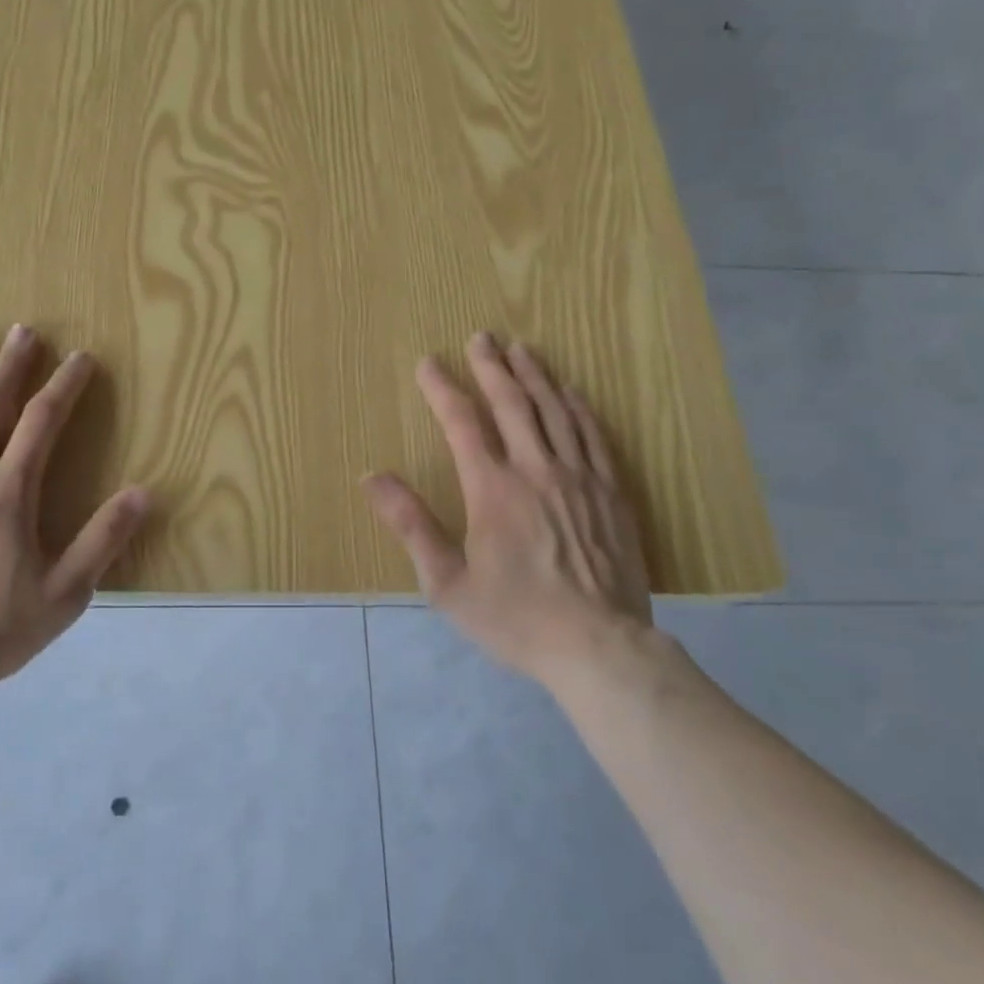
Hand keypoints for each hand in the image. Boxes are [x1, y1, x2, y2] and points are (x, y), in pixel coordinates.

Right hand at [364, 333, 652, 684]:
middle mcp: (536, 470)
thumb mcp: (446, 583)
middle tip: (481, 336)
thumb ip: (411, 524)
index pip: (462, 423)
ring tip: (521, 349)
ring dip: (535, 376)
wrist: (600, 647)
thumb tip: (372, 478)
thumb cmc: (515, 617)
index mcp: (492, 490)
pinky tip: (570, 392)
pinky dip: (578, 407)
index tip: (428, 362)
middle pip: (512, 404)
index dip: (443, 389)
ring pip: (555, 411)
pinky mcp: (610, 493)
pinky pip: (593, 435)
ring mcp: (579, 478)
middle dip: (492, 366)